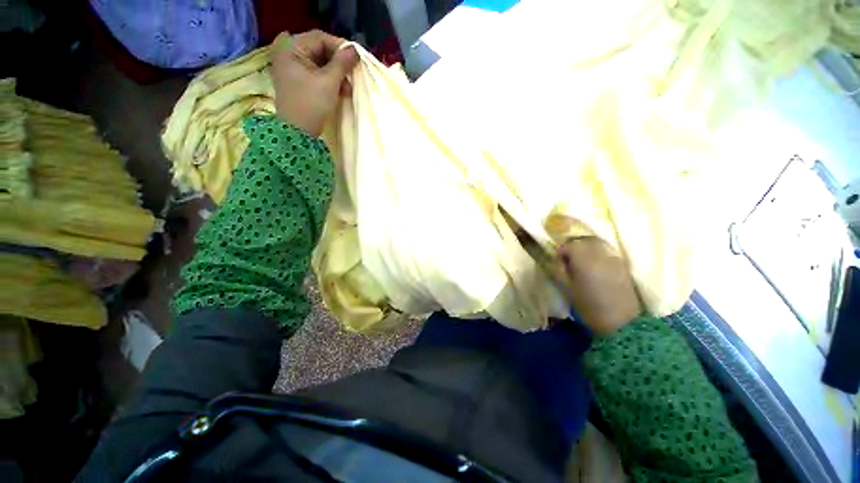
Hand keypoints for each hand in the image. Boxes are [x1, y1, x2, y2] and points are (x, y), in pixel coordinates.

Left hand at [269, 30, 358, 135]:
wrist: (298, 132)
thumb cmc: (312, 104)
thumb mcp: (329, 82)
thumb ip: (342, 63)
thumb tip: (355, 50)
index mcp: (291, 49)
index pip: (319, 38)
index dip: (340, 46)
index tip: (356, 58)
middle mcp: (288, 53)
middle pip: (320, 50)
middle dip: (339, 63)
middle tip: (352, 74)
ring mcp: (292, 68)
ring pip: (320, 63)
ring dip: (337, 74)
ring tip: (348, 88)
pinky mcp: (298, 81)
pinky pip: (317, 74)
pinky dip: (330, 81)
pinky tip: (340, 91)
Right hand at [559, 237, 641, 334]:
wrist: (622, 324)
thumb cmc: (589, 307)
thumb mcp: (568, 290)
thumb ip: (560, 271)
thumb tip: (557, 261)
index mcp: (584, 260)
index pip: (569, 245)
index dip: (561, 252)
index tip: (557, 262)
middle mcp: (600, 255)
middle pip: (584, 241)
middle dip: (574, 247)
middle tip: (568, 260)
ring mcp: (614, 259)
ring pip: (597, 245)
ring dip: (587, 250)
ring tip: (582, 263)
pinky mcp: (623, 267)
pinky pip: (607, 253)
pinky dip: (598, 256)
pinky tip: (595, 268)